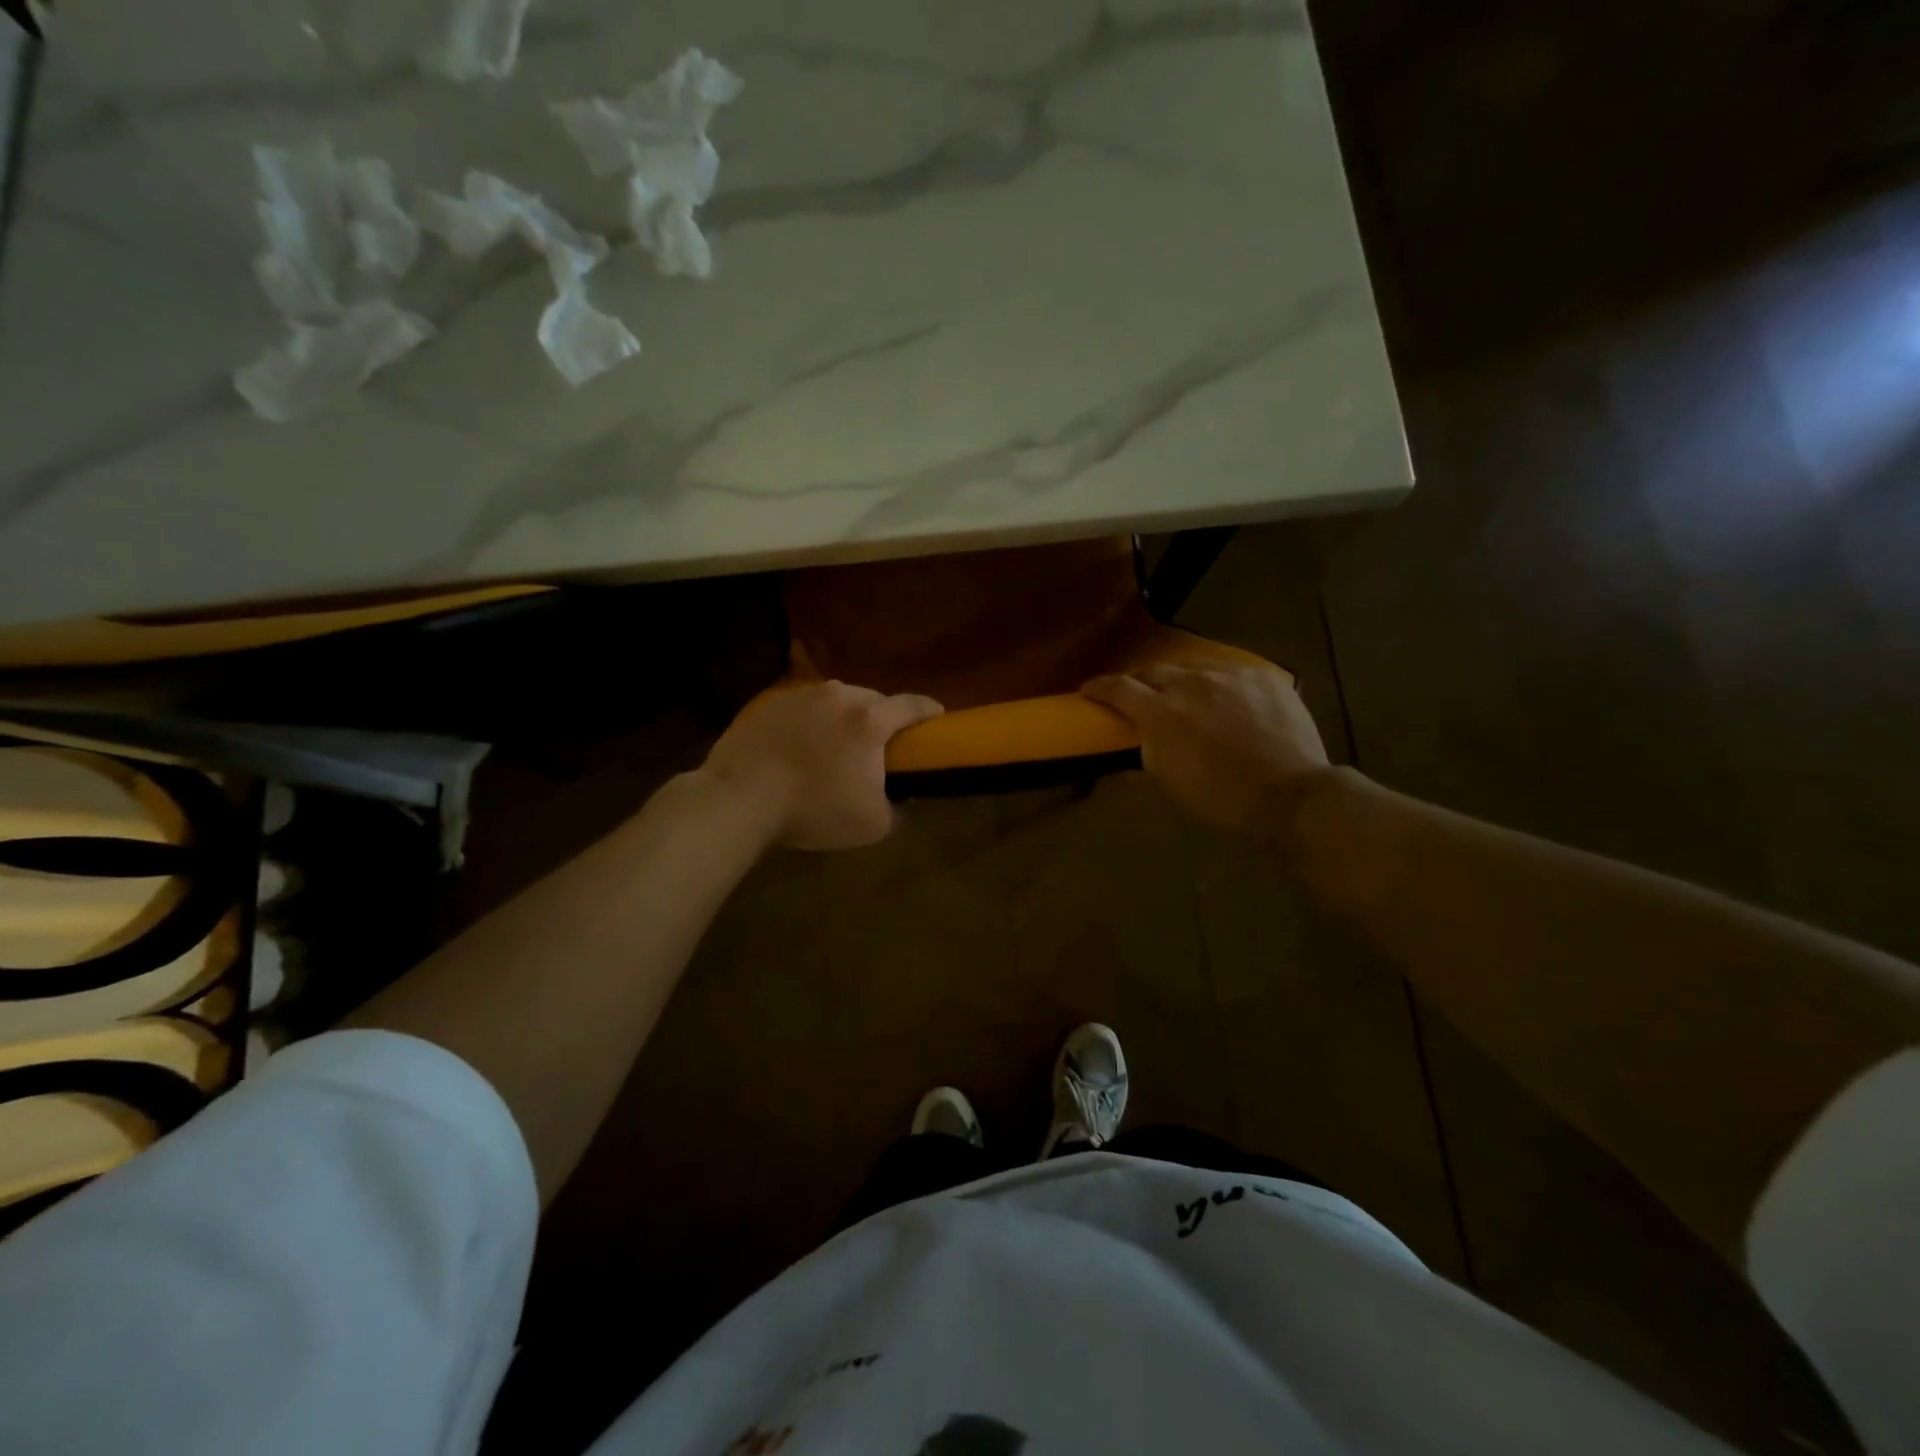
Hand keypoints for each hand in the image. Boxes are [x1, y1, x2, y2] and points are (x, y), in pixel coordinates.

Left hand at [701, 681, 944, 849]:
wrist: (739, 799)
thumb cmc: (814, 810)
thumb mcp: (872, 824)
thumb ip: (898, 808)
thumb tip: (903, 799)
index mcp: (870, 720)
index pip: (913, 705)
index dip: (930, 711)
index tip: (937, 719)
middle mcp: (839, 696)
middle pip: (874, 700)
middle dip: (882, 718)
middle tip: (879, 745)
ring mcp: (801, 695)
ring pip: (837, 700)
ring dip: (844, 718)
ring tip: (835, 746)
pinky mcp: (770, 702)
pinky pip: (804, 708)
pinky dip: (811, 722)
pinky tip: (800, 748)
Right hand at [1082, 663, 1332, 833]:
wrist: (1290, 795)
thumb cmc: (1220, 799)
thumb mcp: (1168, 786)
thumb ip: (1138, 766)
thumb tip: (1115, 764)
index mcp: (1160, 712)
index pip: (1118, 688)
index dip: (1098, 687)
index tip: (1088, 690)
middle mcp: (1191, 683)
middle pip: (1154, 671)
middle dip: (1140, 682)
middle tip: (1138, 696)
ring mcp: (1231, 675)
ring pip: (1194, 668)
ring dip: (1181, 680)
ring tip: (1185, 694)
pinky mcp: (1264, 677)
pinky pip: (1232, 673)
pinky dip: (1220, 685)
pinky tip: (1228, 700)